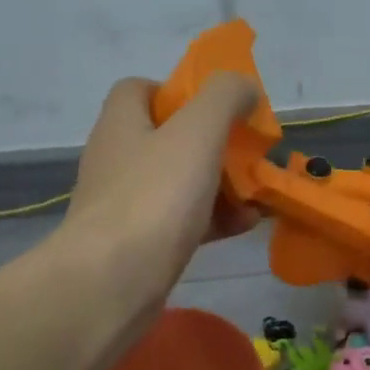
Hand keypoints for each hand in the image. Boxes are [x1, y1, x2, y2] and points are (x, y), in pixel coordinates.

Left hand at [61, 72, 261, 309]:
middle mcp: (117, 159)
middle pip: (167, 139)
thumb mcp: (197, 132)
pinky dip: (212, 220)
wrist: (112, 283)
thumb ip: (224, 99)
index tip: (215, 108)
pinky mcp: (136, 245)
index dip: (179, 91)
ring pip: (178, 184)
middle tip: (247, 154)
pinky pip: (180, 222)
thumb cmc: (154, 198)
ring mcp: (124, 205)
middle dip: (212, 144)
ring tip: (257, 194)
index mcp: (121, 123)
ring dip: (219, 185)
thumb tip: (243, 86)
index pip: (140, 89)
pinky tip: (244, 226)